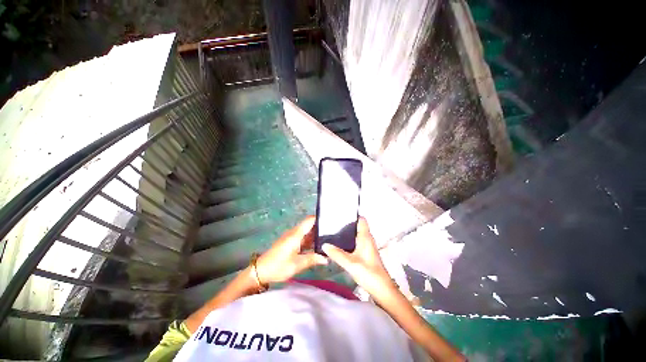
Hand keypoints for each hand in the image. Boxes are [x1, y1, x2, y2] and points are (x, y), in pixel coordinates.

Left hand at [256, 216, 327, 283]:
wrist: (260, 271)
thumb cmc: (278, 266)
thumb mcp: (297, 264)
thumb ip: (312, 259)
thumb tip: (326, 258)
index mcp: (296, 234)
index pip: (309, 220)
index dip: (320, 218)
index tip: (331, 220)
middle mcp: (294, 233)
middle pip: (309, 225)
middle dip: (320, 228)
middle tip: (333, 232)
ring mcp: (291, 237)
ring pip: (306, 232)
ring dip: (315, 235)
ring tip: (328, 239)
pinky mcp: (289, 242)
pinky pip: (302, 238)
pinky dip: (310, 241)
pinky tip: (317, 246)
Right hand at [322, 218, 395, 301]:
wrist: (382, 290)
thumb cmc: (368, 273)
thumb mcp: (350, 263)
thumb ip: (336, 254)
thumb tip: (324, 245)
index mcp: (365, 237)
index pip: (361, 220)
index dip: (353, 215)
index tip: (341, 214)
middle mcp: (368, 239)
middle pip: (358, 226)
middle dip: (347, 224)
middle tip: (334, 223)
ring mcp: (368, 246)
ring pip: (357, 235)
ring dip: (348, 233)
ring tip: (334, 232)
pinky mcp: (367, 254)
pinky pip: (357, 242)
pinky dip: (350, 241)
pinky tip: (341, 245)